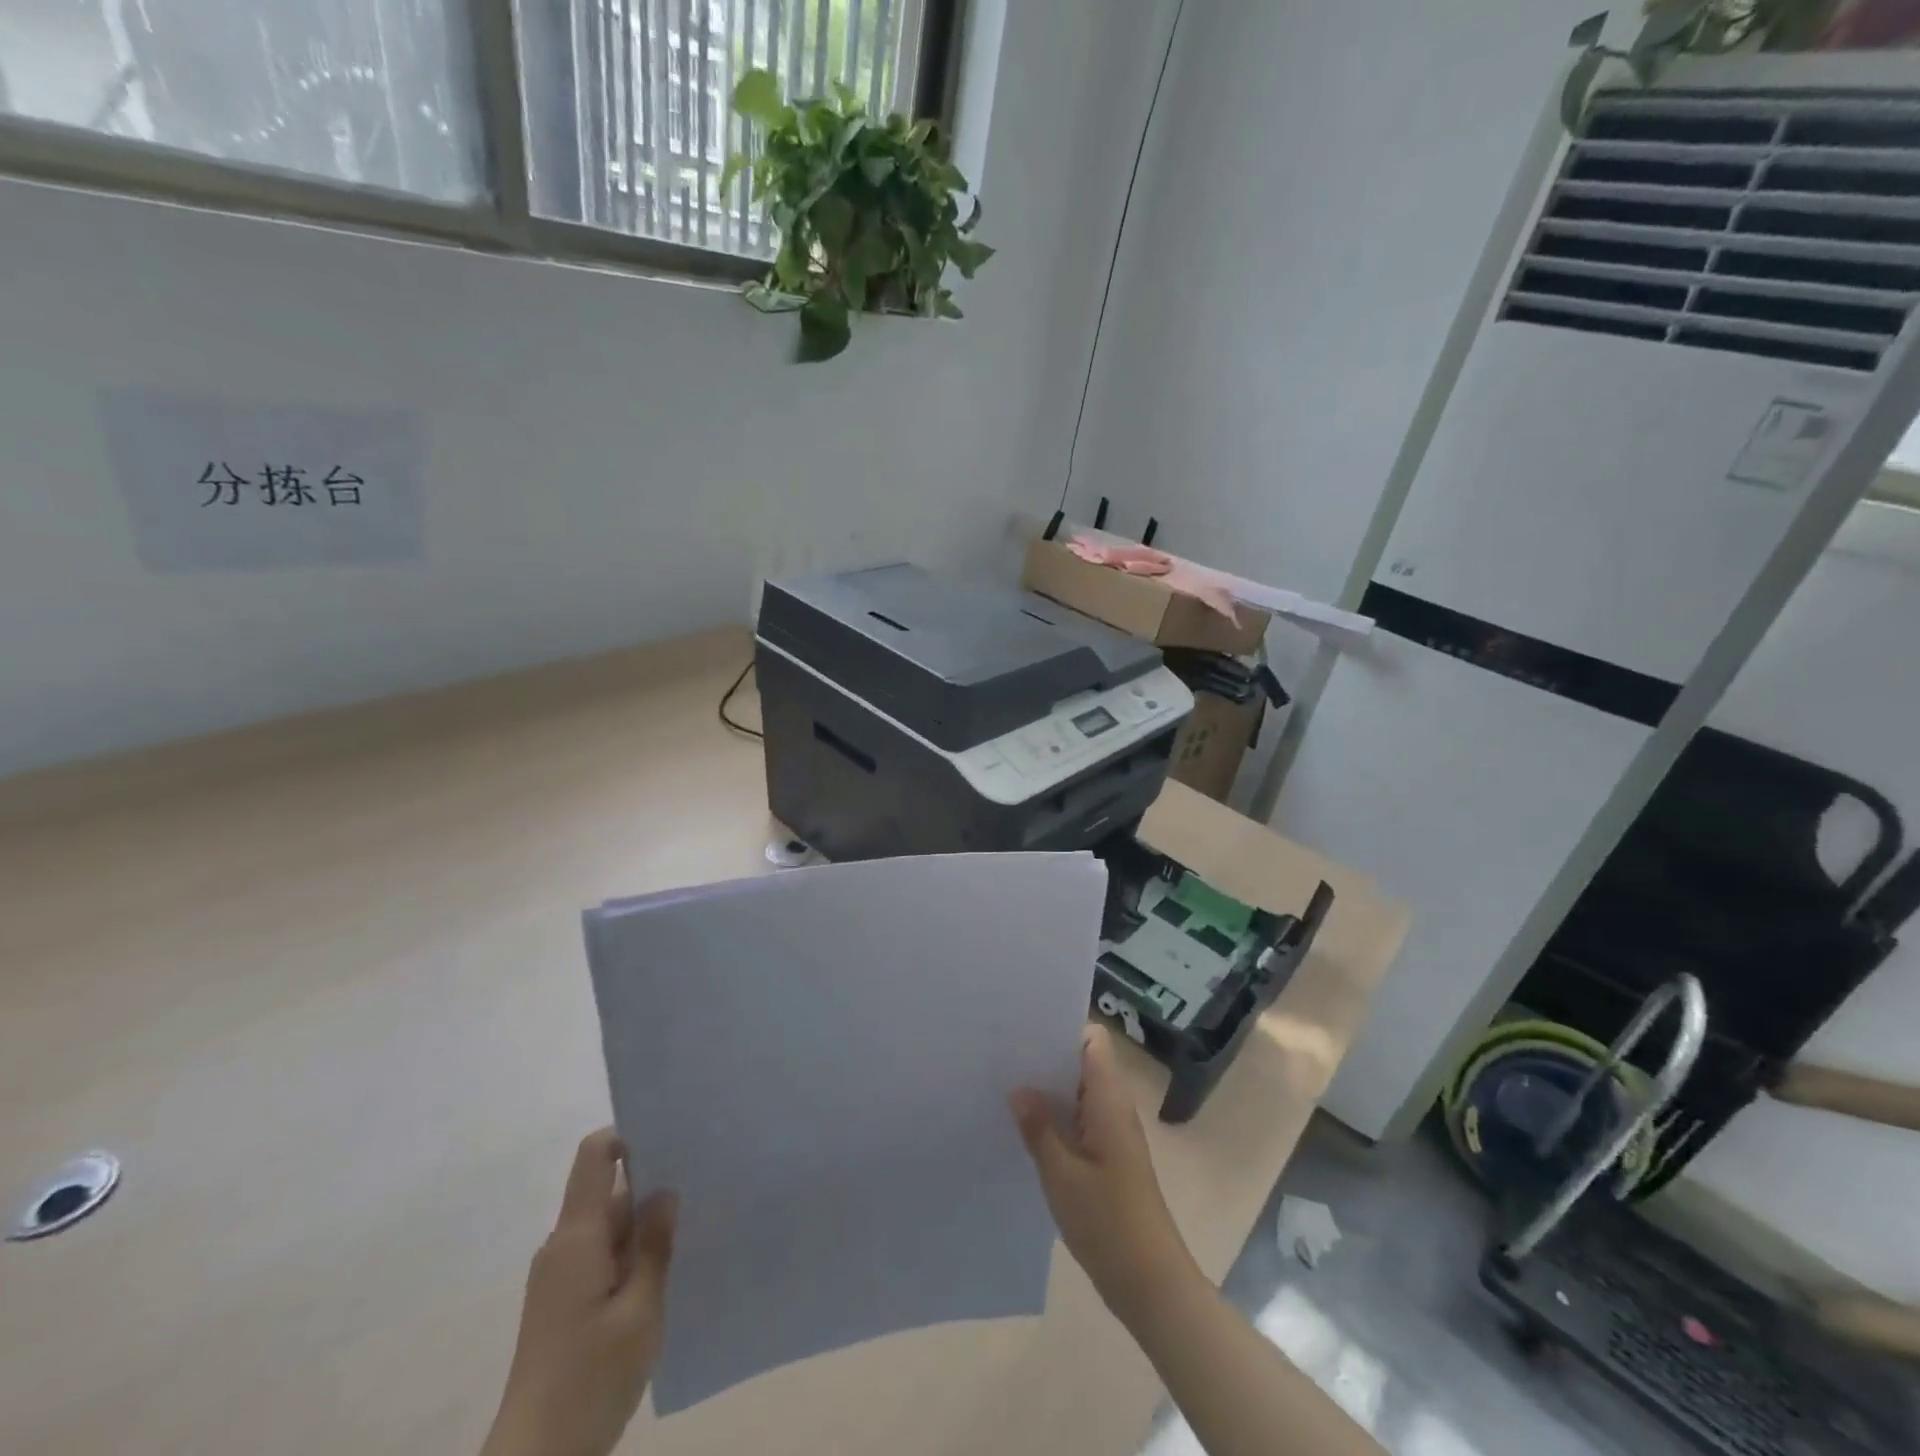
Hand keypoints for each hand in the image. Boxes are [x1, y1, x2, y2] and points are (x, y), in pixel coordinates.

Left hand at [483, 1129, 678, 1455]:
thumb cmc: (590, 1380)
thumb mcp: (640, 1311)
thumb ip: (654, 1245)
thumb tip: (666, 1190)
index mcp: (577, 1237)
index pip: (594, 1156)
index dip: (629, 1136)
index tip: (672, 1137)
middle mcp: (563, 1245)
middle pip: (608, 1191)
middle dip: (652, 1184)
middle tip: (703, 1183)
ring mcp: (559, 1275)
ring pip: (609, 1226)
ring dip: (644, 1225)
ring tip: (694, 1225)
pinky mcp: (562, 1302)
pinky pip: (601, 1255)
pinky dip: (631, 1254)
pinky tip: (665, 1271)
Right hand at [1009, 1026, 1198, 1328]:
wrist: (1151, 1284)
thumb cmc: (1108, 1222)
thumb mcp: (1062, 1174)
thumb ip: (1038, 1126)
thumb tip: (1018, 1087)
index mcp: (1109, 1099)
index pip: (1092, 1040)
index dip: (1062, 1029)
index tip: (1023, 1031)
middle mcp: (1113, 1107)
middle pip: (1081, 1063)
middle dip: (1045, 1058)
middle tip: (1002, 1057)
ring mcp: (1111, 1133)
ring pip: (1077, 1093)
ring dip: (1047, 1090)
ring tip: (1003, 1085)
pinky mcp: (1106, 1157)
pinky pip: (1078, 1120)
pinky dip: (1054, 1117)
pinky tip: (1022, 1128)